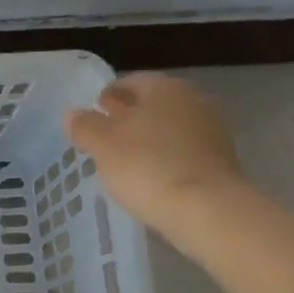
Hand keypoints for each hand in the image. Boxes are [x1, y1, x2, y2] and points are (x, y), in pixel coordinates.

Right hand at [66, 74, 242, 231]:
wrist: (207, 211)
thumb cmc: (147, 165)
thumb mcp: (102, 143)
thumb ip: (84, 125)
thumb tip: (73, 114)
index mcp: (165, 87)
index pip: (130, 81)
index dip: (107, 95)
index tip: (92, 112)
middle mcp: (194, 101)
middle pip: (152, 104)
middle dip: (128, 117)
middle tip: (104, 136)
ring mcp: (212, 132)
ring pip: (168, 129)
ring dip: (147, 139)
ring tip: (123, 160)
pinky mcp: (221, 163)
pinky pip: (182, 152)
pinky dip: (164, 159)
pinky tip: (149, 177)